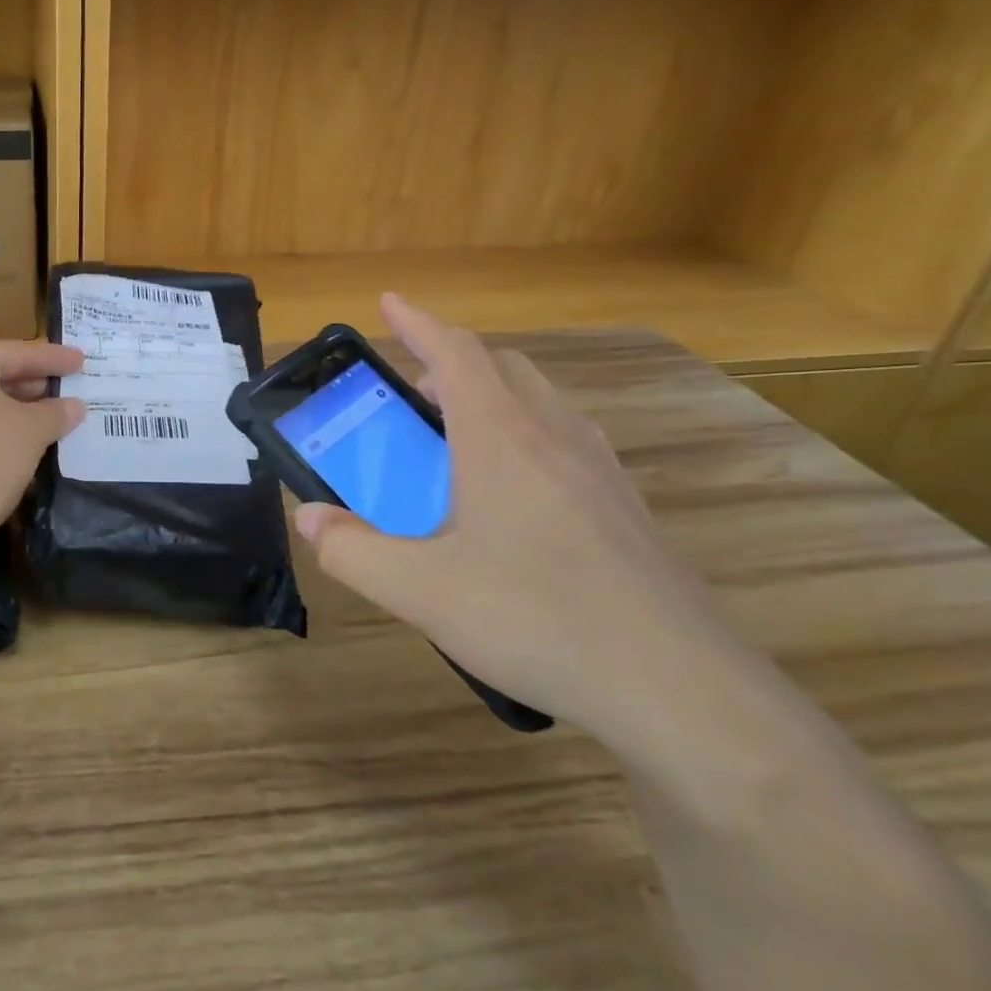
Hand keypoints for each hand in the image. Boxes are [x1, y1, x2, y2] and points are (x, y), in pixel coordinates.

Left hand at [0, 340, 85, 573]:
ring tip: (51, 416)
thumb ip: (56, 412)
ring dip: (15, 408)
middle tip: (67, 386)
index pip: (14, 352)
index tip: (81, 360)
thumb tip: (74, 406)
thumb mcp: (31, 432)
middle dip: (32, 382)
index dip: (52, 357)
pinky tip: (20, 443)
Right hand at [295, 294, 742, 747]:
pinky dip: (525, 435)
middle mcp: (554, 436)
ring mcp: (599, 470)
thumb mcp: (419, 591)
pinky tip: (512, 496)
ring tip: (455, 441)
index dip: (417, 322)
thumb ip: (352, 550)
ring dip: (492, 397)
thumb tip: (310, 518)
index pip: (456, 352)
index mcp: (501, 437)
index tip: (388, 302)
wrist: (681, 688)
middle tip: (413, 394)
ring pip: (539, 401)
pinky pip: (565, 440)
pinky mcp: (625, 507)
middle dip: (452, 362)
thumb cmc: (537, 619)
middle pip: (502, 368)